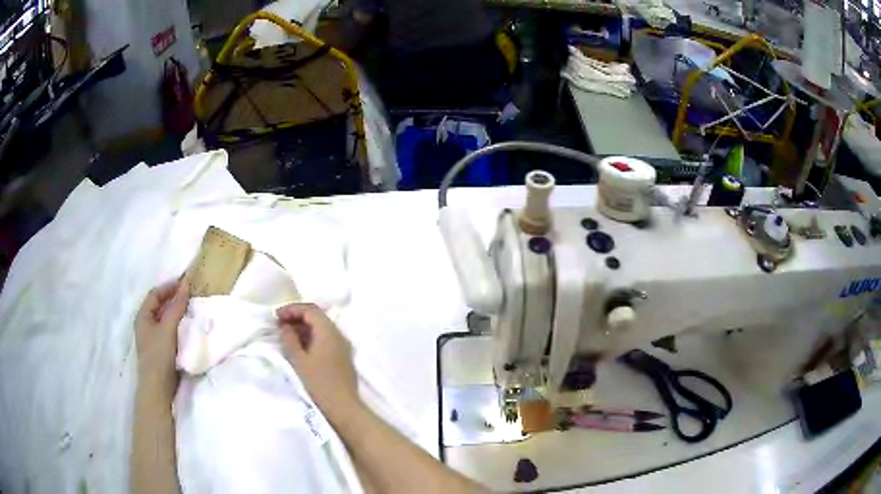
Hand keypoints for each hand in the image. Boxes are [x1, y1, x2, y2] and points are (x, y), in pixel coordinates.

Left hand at [134, 279, 189, 394]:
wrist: (158, 387)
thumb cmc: (159, 355)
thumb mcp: (168, 329)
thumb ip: (176, 307)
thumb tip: (185, 286)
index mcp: (143, 316)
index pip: (155, 294)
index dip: (169, 286)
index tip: (185, 283)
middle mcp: (145, 323)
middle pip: (159, 305)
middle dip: (173, 298)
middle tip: (190, 295)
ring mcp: (152, 337)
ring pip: (164, 317)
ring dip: (176, 311)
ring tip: (190, 308)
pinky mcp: (160, 348)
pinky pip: (169, 329)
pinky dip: (177, 324)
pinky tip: (187, 326)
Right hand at [277, 304, 358, 423]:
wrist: (343, 408)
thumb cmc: (319, 384)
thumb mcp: (298, 361)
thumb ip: (289, 339)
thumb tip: (285, 327)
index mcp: (329, 331)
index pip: (310, 309)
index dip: (292, 309)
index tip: (276, 316)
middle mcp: (338, 335)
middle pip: (317, 316)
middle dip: (297, 317)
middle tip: (279, 324)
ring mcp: (343, 346)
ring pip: (321, 328)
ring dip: (304, 327)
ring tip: (286, 336)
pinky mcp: (342, 357)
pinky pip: (325, 339)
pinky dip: (312, 338)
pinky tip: (300, 347)